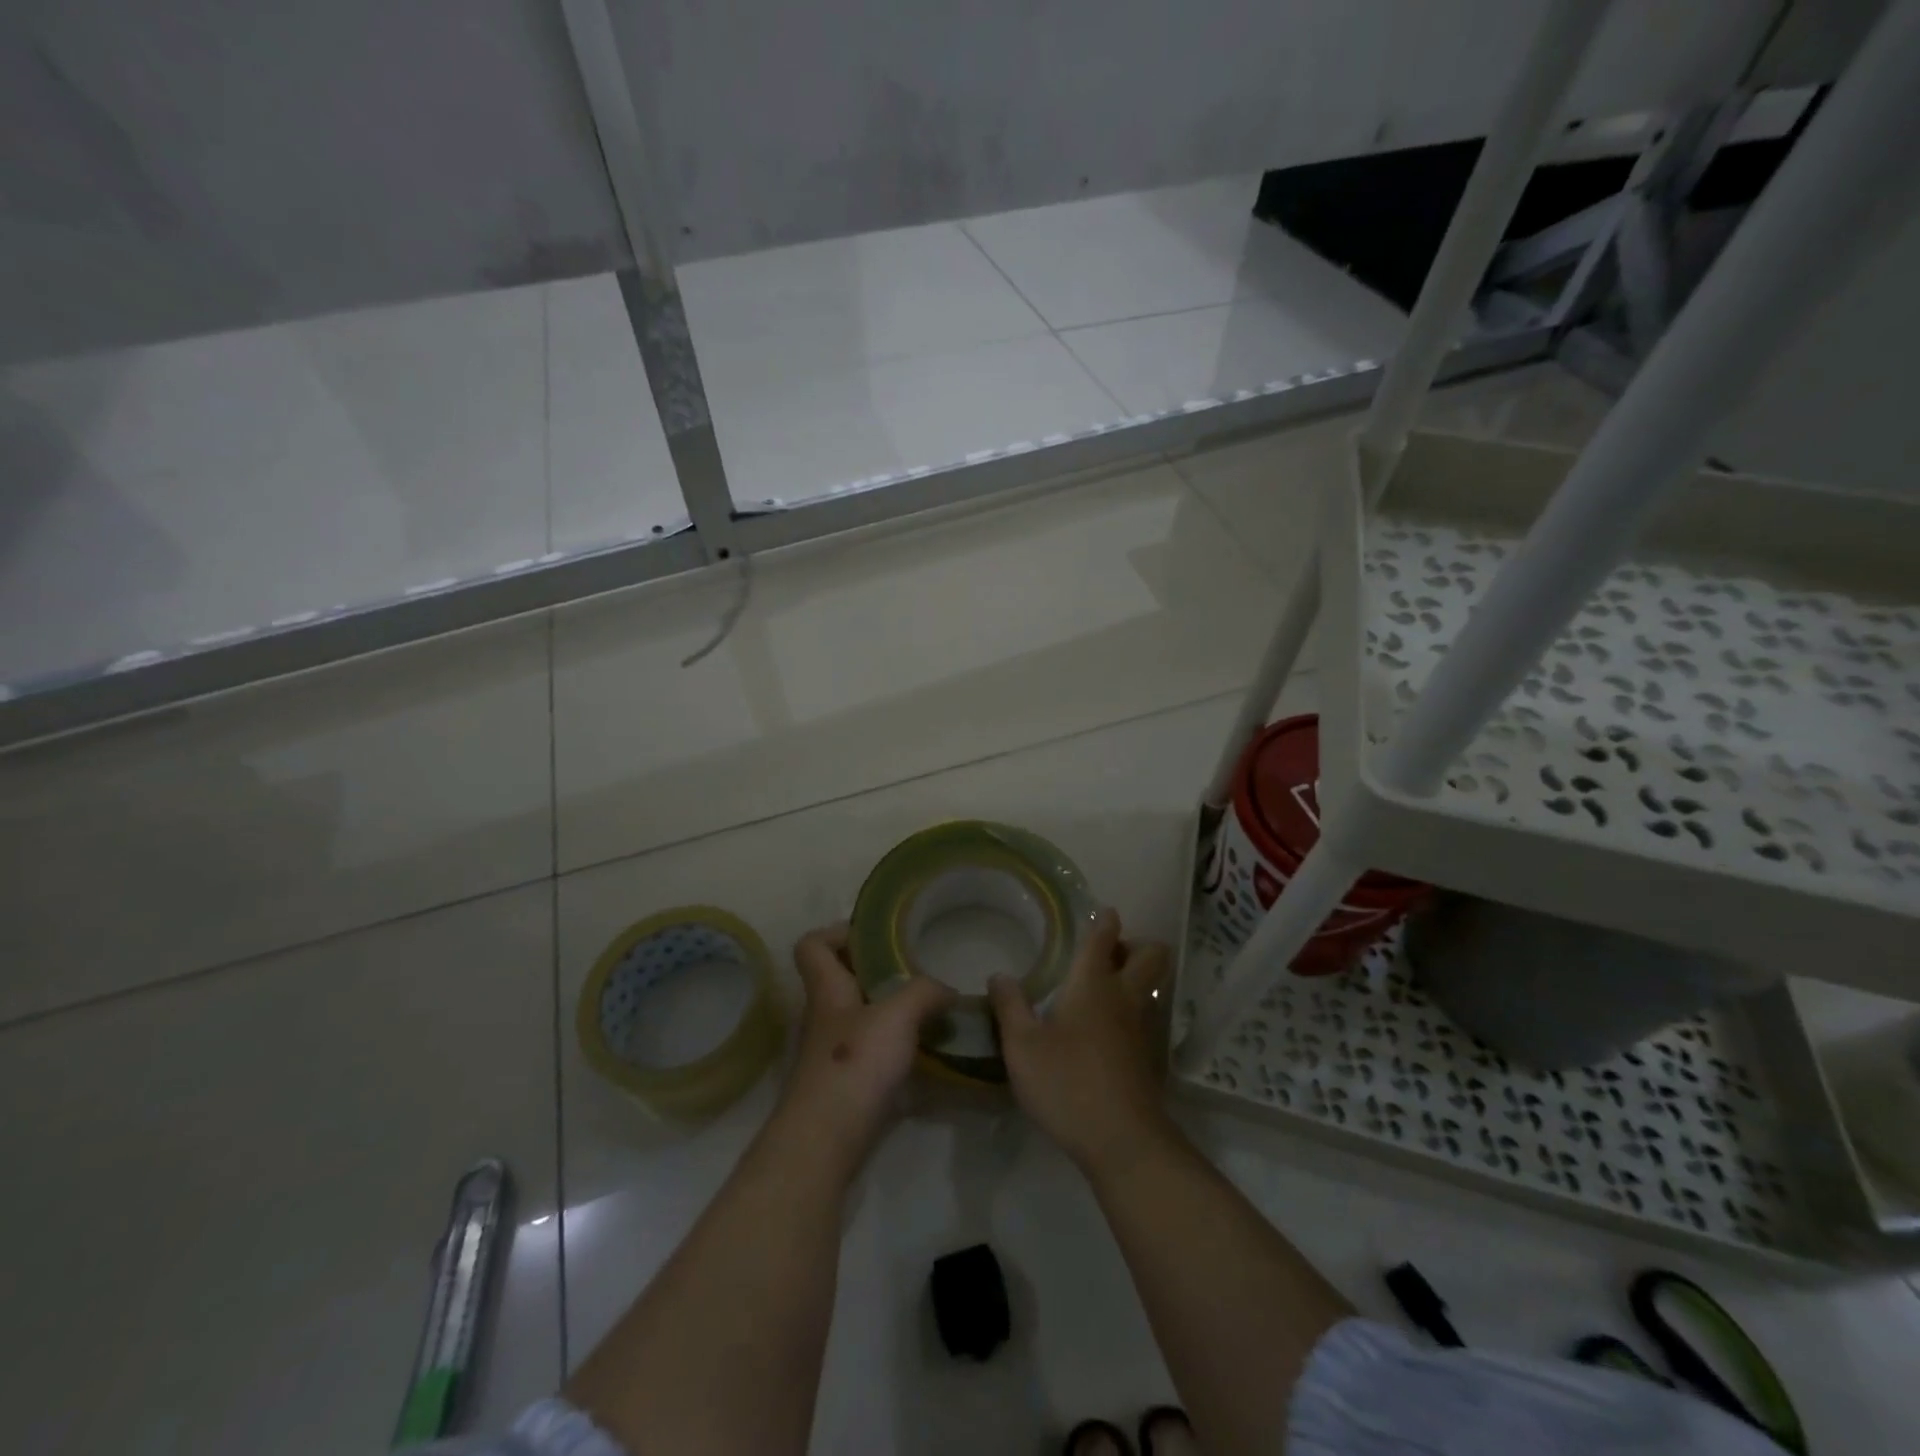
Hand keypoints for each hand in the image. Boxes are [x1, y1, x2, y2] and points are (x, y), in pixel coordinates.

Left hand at [774, 923, 955, 1177]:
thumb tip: (947, 990)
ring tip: (930, 1011)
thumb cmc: (853, 1065)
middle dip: (877, 971)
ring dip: (891, 1012)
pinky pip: (872, 1053)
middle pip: (842, 980)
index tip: (875, 936)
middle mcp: (825, 1016)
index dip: (837, 932)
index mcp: (828, 989)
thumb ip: (925, 993)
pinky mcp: (846, 1085)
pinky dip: (897, 1050)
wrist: (825, 1142)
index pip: (812, 945)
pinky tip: (928, 1055)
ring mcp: (833, 1053)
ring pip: (860, 1017)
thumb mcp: (897, 1016)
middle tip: (916, 971)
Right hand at [988, 909, 1173, 1176]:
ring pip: (1153, 986)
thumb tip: (999, 975)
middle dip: (1136, 944)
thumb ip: (1009, 1006)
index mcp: (1093, 984)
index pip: (1104, 938)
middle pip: (1151, 955)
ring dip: (1138, 978)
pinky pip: (1148, 1017)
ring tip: (1105, 989)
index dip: (1105, 921)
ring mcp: (1143, 1028)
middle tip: (1109, 953)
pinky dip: (1134, 1011)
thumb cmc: (1067, 1083)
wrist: (1123, 1141)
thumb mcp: (1022, 1046)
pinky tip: (1108, 1031)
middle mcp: (1124, 997)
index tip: (1104, 912)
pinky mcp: (1149, 1058)